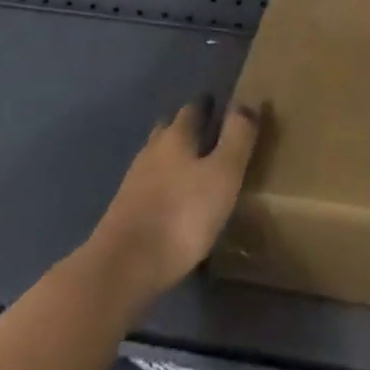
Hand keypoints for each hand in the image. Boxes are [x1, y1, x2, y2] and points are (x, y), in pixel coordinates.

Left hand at [86, 99, 260, 308]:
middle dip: (186, 127)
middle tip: (205, 131)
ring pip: (156, 157)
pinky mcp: (124, 212)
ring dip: (172, 156)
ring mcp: (134, 182)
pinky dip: (163, 185)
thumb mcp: (222, 174)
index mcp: (176, 137)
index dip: (206, 105)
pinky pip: (149, 186)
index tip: (218, 102)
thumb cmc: (182, 215)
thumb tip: (246, 100)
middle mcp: (152, 151)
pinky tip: (172, 200)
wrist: (123, 268)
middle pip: (169, 130)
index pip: (192, 109)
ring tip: (191, 166)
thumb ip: (237, 137)